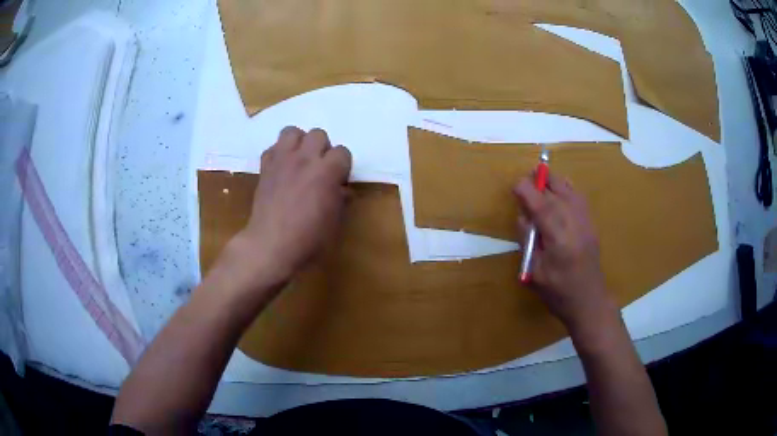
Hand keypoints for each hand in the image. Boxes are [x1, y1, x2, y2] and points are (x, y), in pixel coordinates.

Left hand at [227, 127, 351, 288]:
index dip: (342, 166)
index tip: (338, 180)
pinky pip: (272, 148)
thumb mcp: (335, 221)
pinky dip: (278, 154)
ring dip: (299, 143)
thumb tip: (342, 189)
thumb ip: (341, 199)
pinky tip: (281, 169)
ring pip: (292, 131)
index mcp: (327, 171)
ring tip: (299, 160)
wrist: (271, 245)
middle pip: (318, 134)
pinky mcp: (265, 167)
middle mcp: (305, 159)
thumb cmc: (309, 238)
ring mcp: (282, 160)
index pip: (342, 152)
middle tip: (319, 168)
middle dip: (322, 149)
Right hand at [513, 172, 615, 330]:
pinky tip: (561, 188)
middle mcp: (575, 227)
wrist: (589, 301)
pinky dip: (569, 188)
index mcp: (559, 241)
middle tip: (527, 176)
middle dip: (541, 181)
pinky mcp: (592, 225)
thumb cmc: (558, 293)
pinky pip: (580, 199)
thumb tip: (523, 216)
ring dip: (555, 181)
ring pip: (571, 192)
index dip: (528, 192)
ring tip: (542, 176)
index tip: (516, 184)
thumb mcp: (534, 273)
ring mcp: (586, 224)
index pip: (543, 208)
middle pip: (558, 194)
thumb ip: (528, 241)